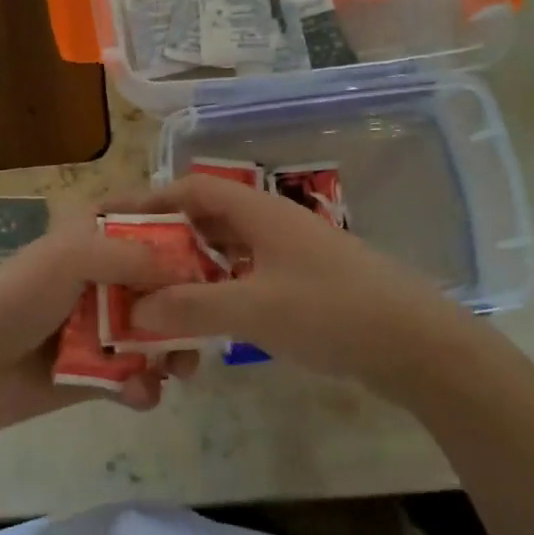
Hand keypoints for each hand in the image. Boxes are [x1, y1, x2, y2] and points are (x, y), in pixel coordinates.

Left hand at [0, 205, 199, 435]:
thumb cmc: (19, 298)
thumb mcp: (70, 259)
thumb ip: (129, 256)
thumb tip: (183, 268)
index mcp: (91, 238)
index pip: (144, 221)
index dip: (179, 231)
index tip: (217, 248)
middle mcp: (101, 277)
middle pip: (161, 282)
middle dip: (187, 304)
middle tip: (208, 325)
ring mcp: (100, 326)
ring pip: (155, 333)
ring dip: (174, 351)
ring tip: (181, 370)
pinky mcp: (97, 371)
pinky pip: (135, 376)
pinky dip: (143, 386)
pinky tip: (141, 394)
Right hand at [118, 174, 473, 394]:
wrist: (418, 345)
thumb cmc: (332, 312)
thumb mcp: (253, 310)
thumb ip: (190, 307)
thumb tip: (136, 306)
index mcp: (259, 212)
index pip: (192, 188)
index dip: (151, 199)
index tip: (115, 220)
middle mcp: (272, 223)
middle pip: (207, 218)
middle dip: (167, 240)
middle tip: (130, 266)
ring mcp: (292, 253)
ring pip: (228, 251)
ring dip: (193, 270)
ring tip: (160, 296)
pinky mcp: (306, 283)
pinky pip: (248, 276)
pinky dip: (221, 291)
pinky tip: (208, 320)